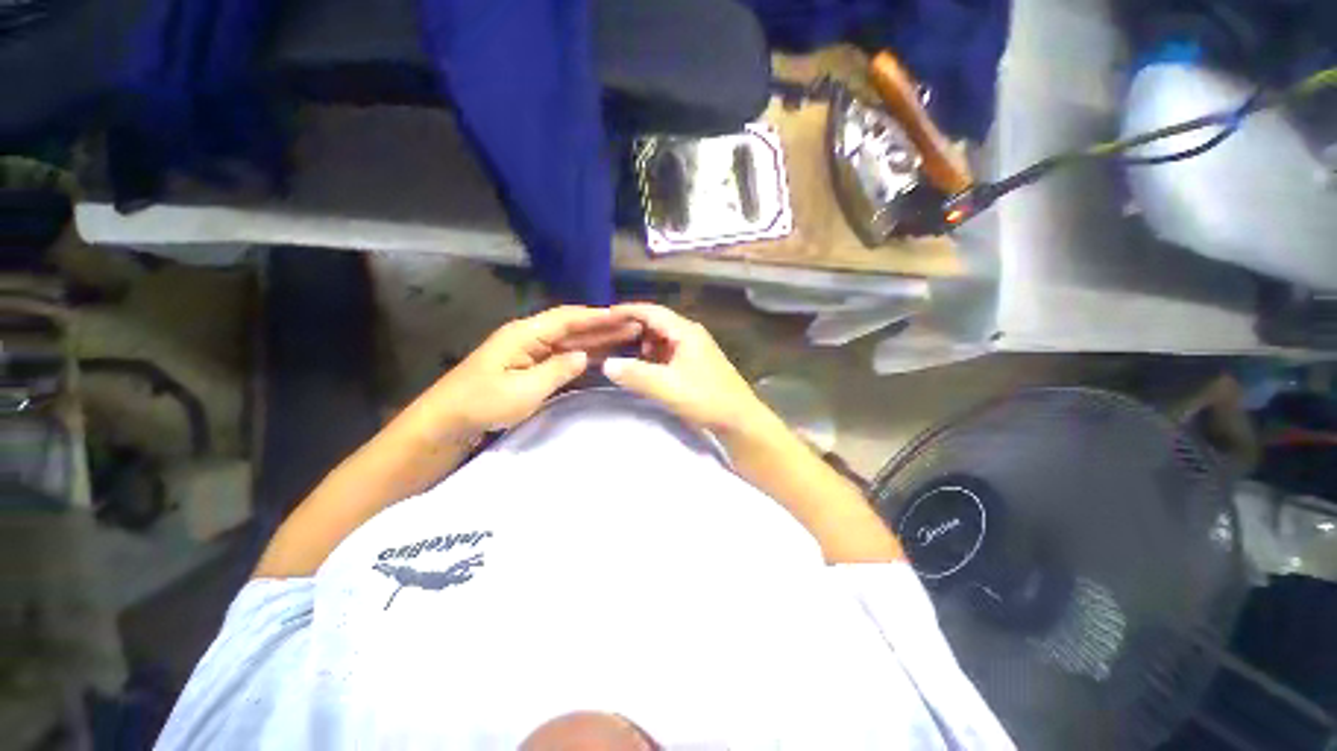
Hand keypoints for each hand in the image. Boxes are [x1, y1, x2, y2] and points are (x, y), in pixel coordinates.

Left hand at [404, 306, 642, 439]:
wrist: (445, 423)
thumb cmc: (482, 404)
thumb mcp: (524, 389)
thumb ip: (558, 370)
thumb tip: (584, 356)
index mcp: (525, 333)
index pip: (568, 318)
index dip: (597, 317)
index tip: (625, 315)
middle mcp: (529, 336)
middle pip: (572, 327)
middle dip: (603, 326)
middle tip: (634, 327)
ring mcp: (529, 352)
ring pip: (569, 341)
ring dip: (597, 339)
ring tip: (626, 338)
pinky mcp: (529, 367)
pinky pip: (562, 356)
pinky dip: (583, 354)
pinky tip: (600, 356)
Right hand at [601, 303, 774, 438]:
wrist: (740, 420)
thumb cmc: (706, 399)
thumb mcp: (666, 387)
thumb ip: (635, 374)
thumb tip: (607, 364)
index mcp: (685, 332)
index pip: (651, 311)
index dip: (626, 311)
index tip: (604, 317)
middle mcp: (691, 334)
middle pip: (656, 323)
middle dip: (632, 329)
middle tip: (608, 338)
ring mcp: (695, 349)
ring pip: (662, 339)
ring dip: (643, 344)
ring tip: (622, 354)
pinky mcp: (697, 364)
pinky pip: (669, 352)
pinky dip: (653, 356)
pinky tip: (644, 369)